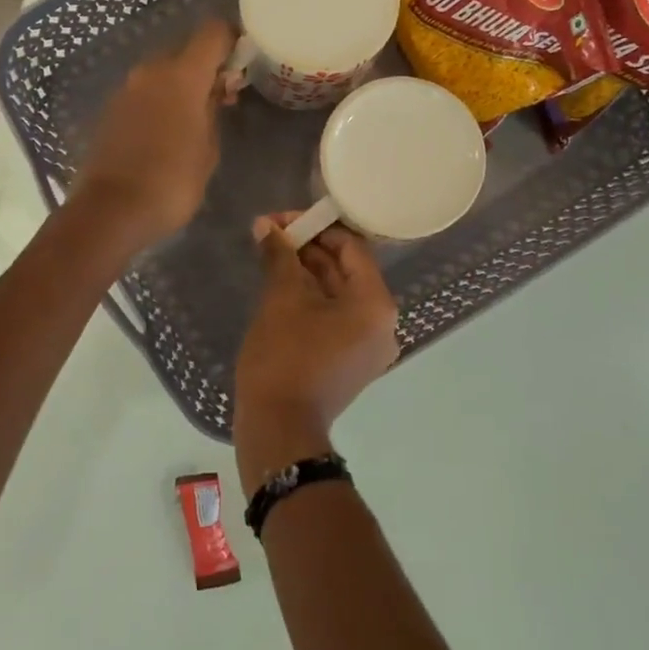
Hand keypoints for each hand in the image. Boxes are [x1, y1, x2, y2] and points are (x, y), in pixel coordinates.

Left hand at [71, 19, 233, 252]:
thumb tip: (215, 92)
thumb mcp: (208, 150)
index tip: (244, 60)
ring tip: (197, 118)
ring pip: (162, 72)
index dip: (232, 39)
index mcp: (181, 75)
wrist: (111, 211)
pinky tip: (169, 131)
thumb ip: (214, 111)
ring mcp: (126, 89)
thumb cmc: (172, 182)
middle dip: (205, 67)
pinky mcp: (110, 110)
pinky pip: (144, 93)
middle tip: (223, 96)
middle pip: (185, 50)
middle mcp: (150, 71)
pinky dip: (160, 101)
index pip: (212, 32)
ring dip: (181, 85)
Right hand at [234, 217, 398, 493]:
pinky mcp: (351, 361)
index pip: (352, 247)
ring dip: (307, 273)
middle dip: (308, 250)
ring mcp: (368, 346)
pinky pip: (335, 318)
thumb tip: (265, 225)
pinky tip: (281, 287)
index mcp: (376, 305)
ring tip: (271, 256)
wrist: (279, 428)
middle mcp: (382, 324)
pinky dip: (312, 300)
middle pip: (346, 270)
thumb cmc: (285, 358)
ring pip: (339, 295)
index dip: (316, 228)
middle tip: (270, 235)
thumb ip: (279, 256)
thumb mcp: (281, 299)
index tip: (281, 221)